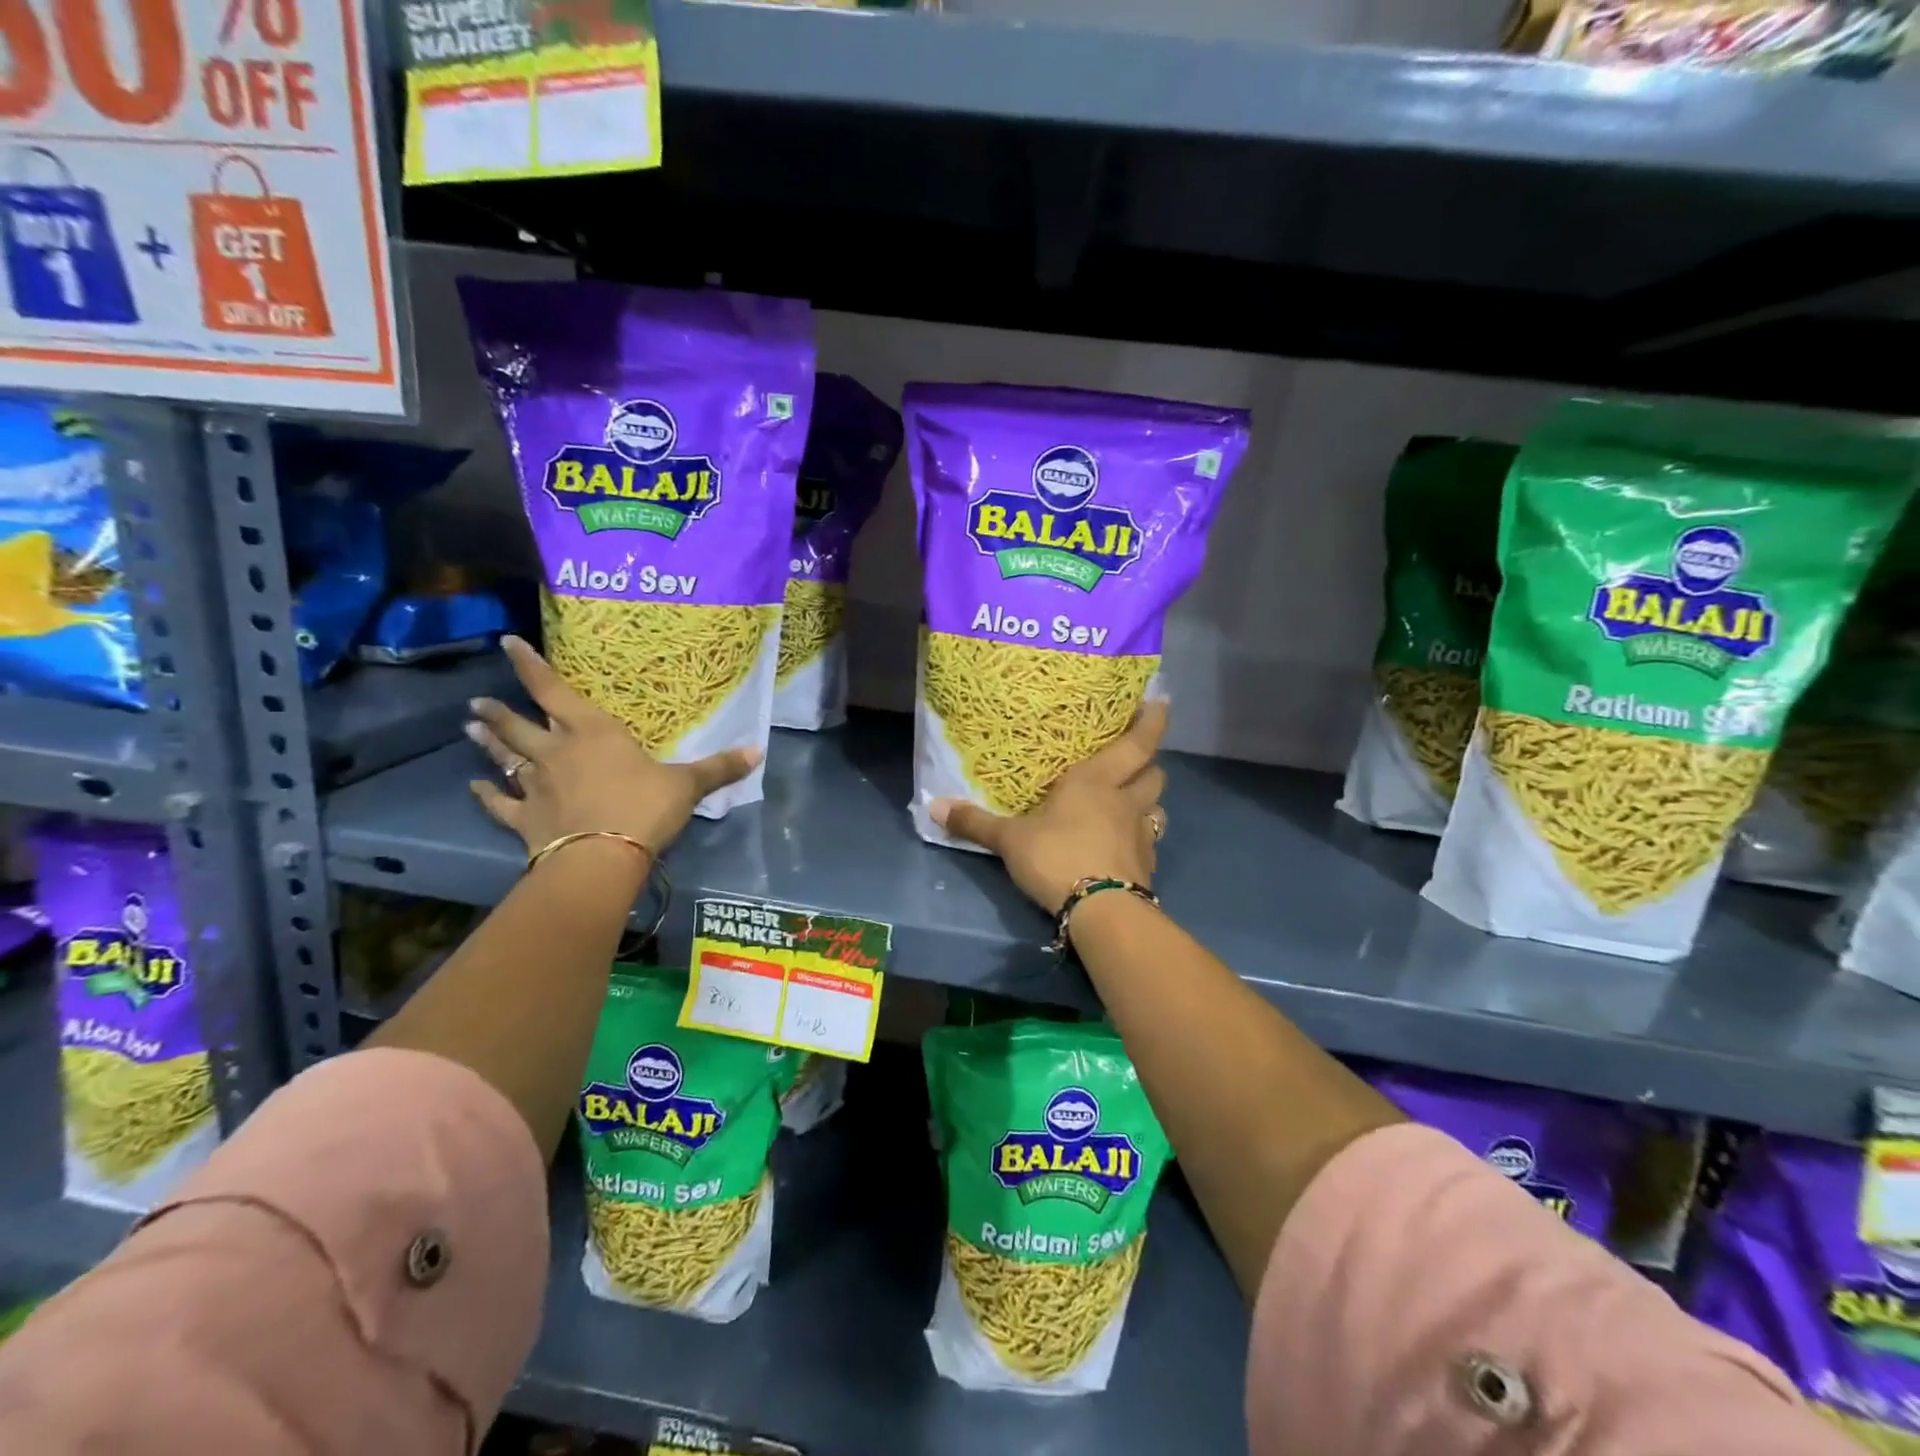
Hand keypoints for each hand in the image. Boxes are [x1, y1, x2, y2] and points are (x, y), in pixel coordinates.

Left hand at [465, 635, 760, 862]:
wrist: (602, 858)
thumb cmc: (644, 808)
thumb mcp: (687, 785)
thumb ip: (718, 767)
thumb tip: (759, 749)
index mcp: (593, 733)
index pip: (553, 691)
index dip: (531, 666)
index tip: (507, 643)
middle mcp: (556, 752)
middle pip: (520, 725)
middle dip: (499, 711)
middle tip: (477, 701)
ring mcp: (536, 786)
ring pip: (505, 759)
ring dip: (488, 744)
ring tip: (468, 728)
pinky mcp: (525, 820)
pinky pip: (500, 804)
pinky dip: (487, 796)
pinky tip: (474, 788)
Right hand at [932, 700, 1167, 914]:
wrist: (1101, 911)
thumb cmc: (1057, 857)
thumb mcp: (1009, 840)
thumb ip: (975, 823)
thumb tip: (932, 807)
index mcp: (1095, 781)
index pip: (1137, 743)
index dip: (1153, 721)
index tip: (1162, 702)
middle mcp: (1125, 801)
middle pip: (1154, 773)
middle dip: (1149, 763)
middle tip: (1137, 759)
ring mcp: (1141, 834)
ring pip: (1158, 806)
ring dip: (1150, 800)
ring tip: (1134, 802)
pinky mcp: (1147, 865)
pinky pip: (1151, 841)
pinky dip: (1143, 837)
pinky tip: (1126, 845)